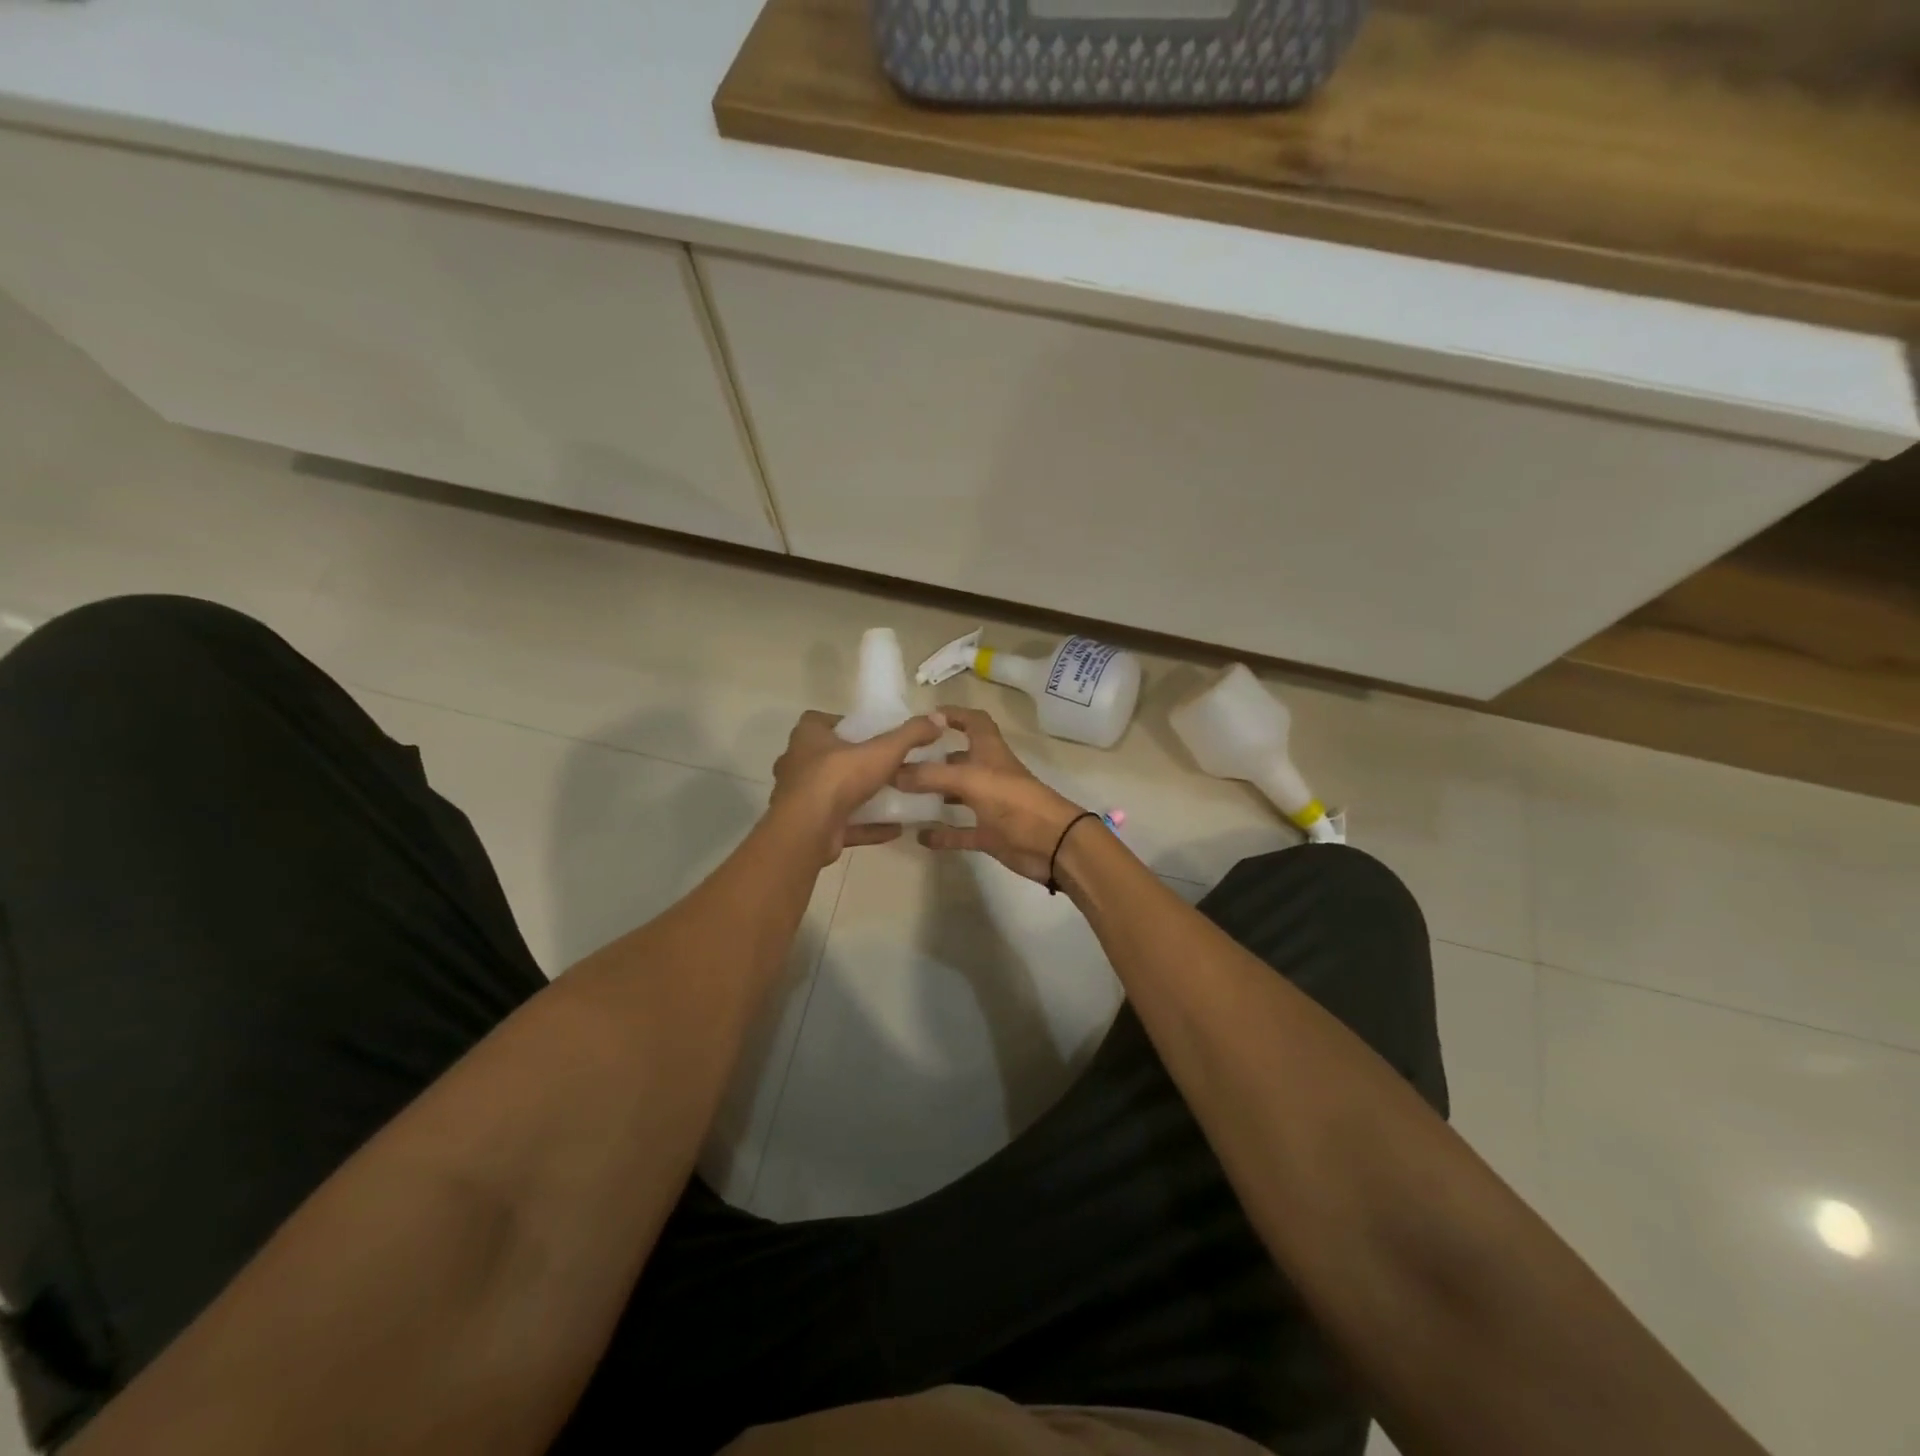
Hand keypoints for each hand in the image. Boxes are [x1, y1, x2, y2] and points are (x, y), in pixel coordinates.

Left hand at [770, 710, 944, 864]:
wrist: (808, 832)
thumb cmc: (838, 779)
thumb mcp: (882, 751)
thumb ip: (910, 735)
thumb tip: (938, 719)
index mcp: (807, 739)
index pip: (818, 721)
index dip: (842, 723)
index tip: (869, 731)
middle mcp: (798, 766)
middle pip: (827, 758)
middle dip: (854, 761)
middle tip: (885, 764)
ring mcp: (802, 800)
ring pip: (834, 794)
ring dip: (861, 796)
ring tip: (894, 796)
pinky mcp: (811, 828)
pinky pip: (843, 824)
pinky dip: (867, 825)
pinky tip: (894, 827)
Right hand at [894, 706, 1087, 882]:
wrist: (1053, 845)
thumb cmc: (1014, 802)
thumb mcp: (970, 780)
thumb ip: (931, 775)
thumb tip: (893, 772)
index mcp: (990, 752)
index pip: (974, 721)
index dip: (954, 714)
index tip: (925, 718)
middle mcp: (989, 774)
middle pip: (961, 758)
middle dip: (935, 756)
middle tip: (901, 761)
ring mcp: (991, 805)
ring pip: (958, 795)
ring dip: (935, 794)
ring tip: (902, 794)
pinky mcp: (991, 834)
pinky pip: (961, 832)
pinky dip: (942, 834)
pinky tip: (919, 836)